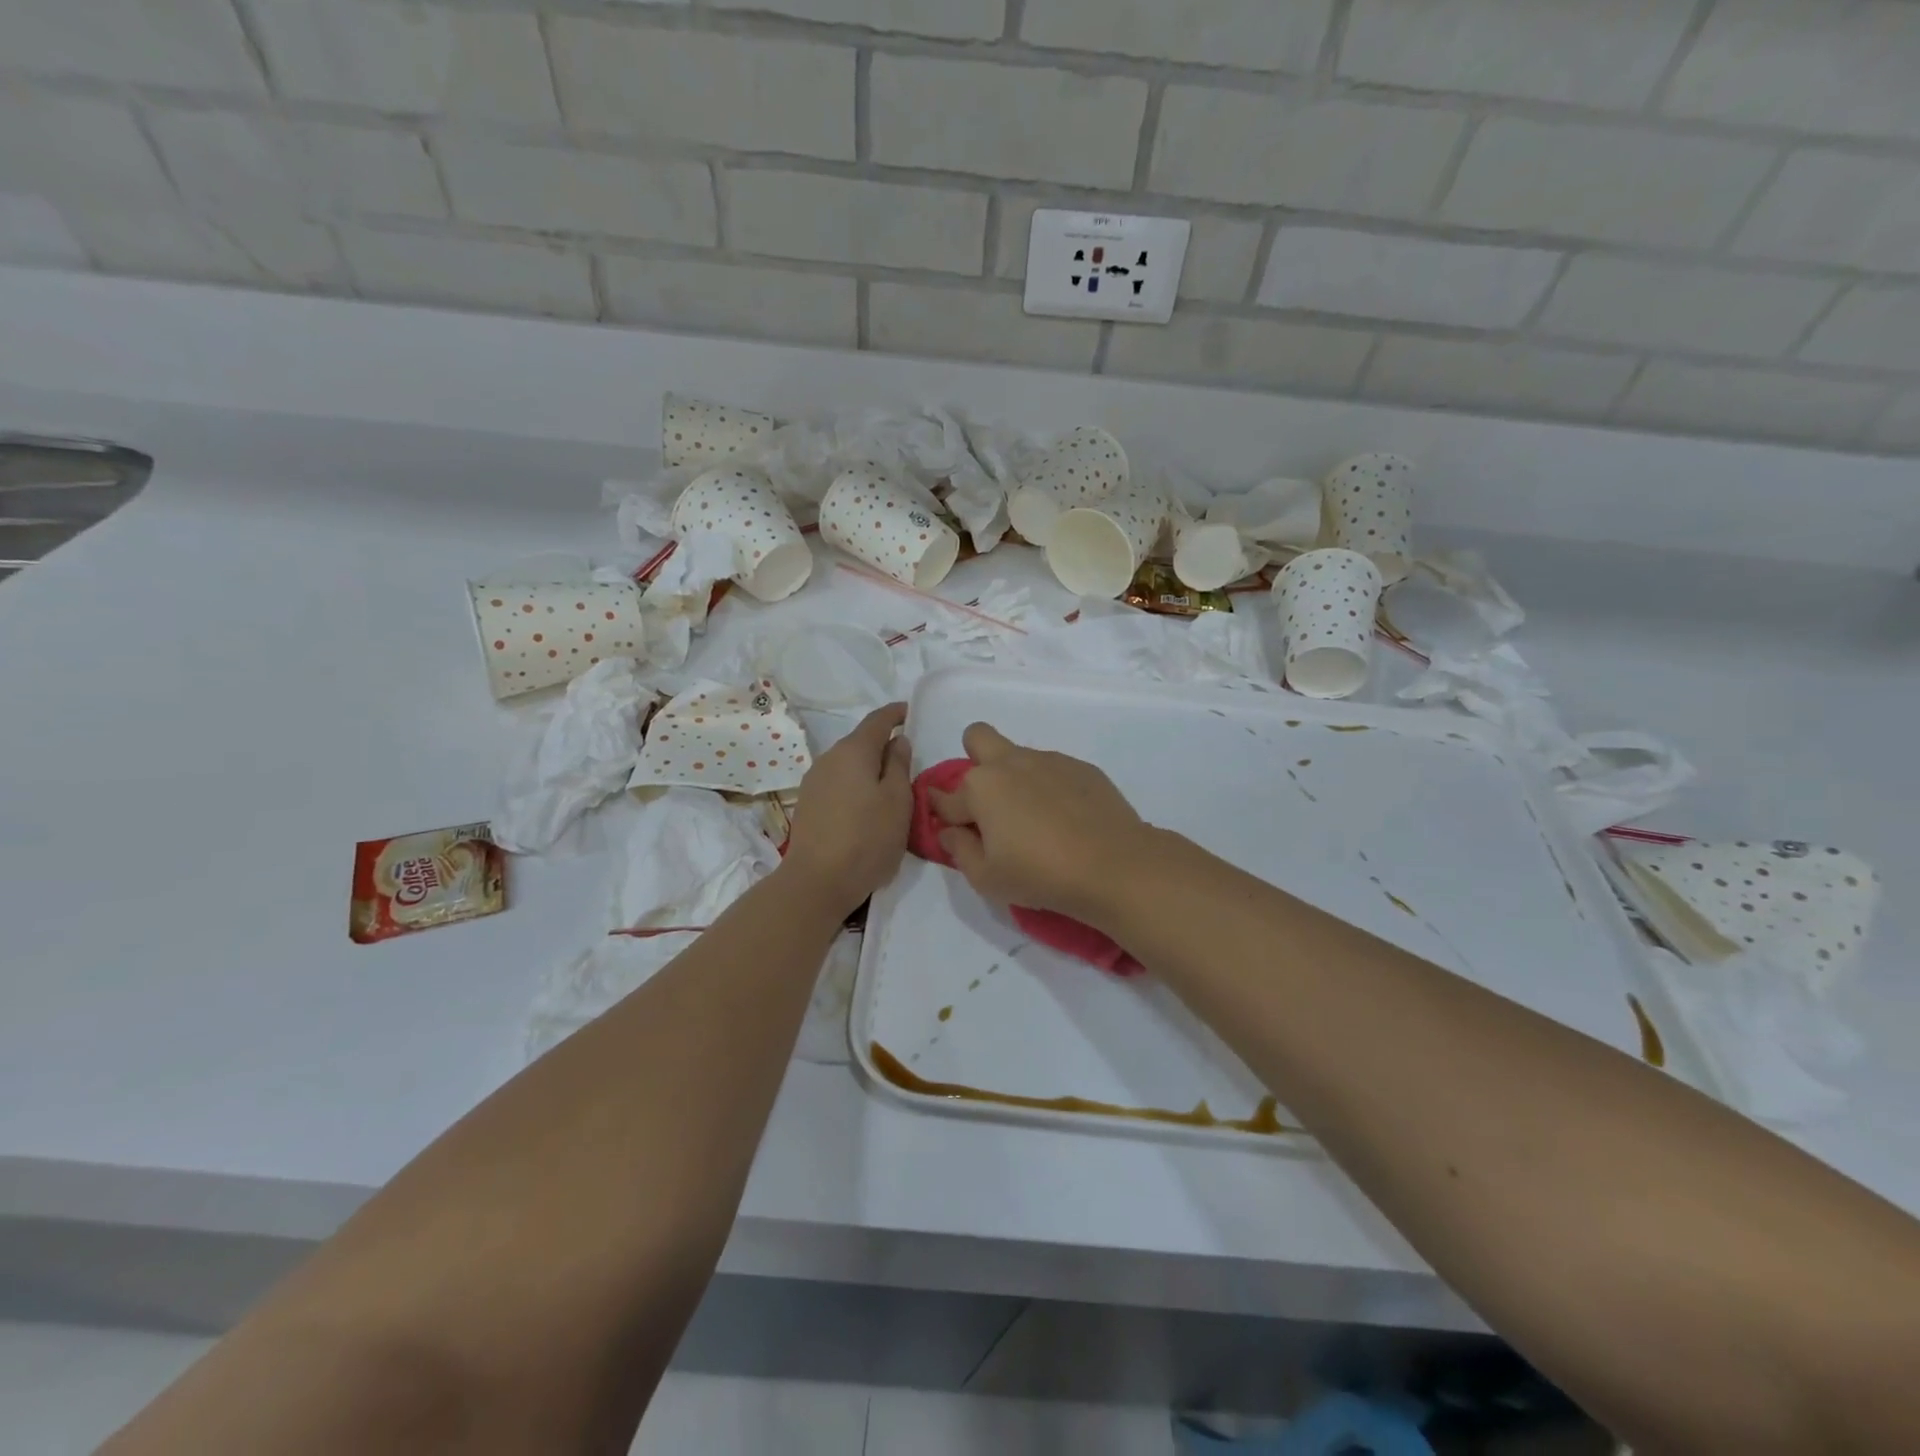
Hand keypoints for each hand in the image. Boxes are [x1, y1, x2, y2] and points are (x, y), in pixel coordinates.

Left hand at [782, 704, 913, 915]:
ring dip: (868, 768)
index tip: (911, 712)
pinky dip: (855, 785)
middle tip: (908, 760)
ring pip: (848, 764)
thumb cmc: (867, 838)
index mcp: (854, 751)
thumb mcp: (898, 801)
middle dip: (883, 745)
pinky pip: (838, 782)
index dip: (896, 713)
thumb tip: (898, 741)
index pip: (878, 720)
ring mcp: (814, 781)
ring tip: (889, 787)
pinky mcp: (808, 803)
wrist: (816, 881)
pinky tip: (865, 806)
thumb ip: (900, 765)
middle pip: (860, 742)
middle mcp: (829, 758)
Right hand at [927, 723, 1154, 927]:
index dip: (942, 812)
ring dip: (1016, 777)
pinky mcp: (1081, 767)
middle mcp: (1010, 763)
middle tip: (991, 802)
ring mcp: (1049, 760)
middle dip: (974, 759)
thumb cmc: (1040, 875)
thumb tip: (950, 832)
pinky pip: (1053, 769)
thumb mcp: (986, 878)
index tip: (952, 828)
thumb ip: (959, 851)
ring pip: (1018, 755)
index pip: (945, 797)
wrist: (1114, 865)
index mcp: (980, 788)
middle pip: (977, 737)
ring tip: (1037, 820)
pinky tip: (1067, 818)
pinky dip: (1050, 787)